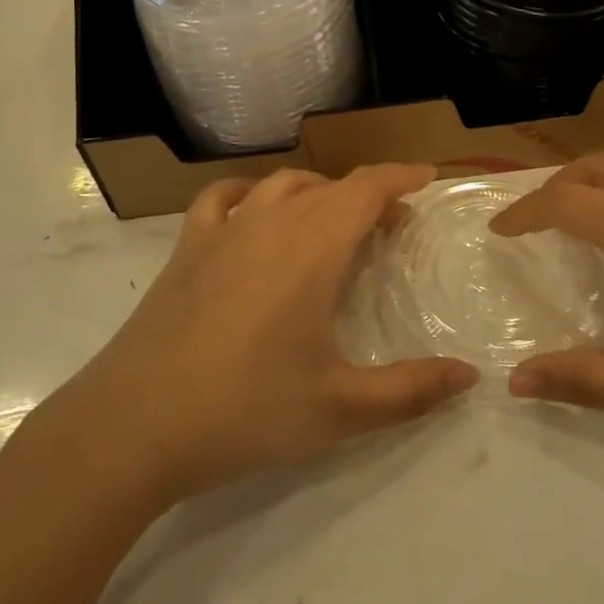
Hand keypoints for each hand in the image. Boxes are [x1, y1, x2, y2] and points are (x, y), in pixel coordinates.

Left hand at [50, 166, 478, 504]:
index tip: (428, 177)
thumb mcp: (340, 409)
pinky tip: (255, 214)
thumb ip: (411, 391)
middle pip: (329, 187)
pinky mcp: (186, 249)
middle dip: (368, 196)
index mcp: (312, 248)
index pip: (366, 188)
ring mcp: (221, 232)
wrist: (134, 426)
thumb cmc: (245, 411)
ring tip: (333, 222)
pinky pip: (222, 199)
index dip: (401, 177)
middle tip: (392, 226)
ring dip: (317, 193)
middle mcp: (269, 223)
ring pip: (281, 186)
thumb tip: (470, 375)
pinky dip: (250, 194)